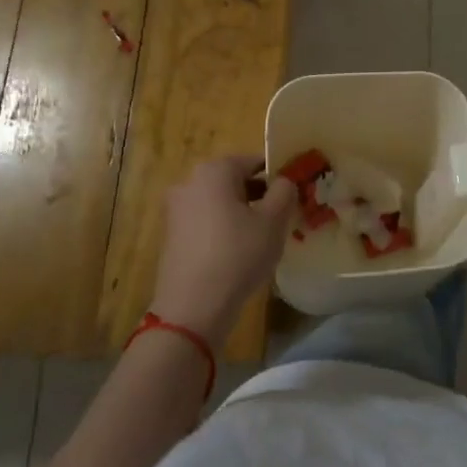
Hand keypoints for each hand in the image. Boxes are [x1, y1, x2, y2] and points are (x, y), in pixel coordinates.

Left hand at [149, 156, 296, 347]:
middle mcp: (190, 182)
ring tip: (264, 237)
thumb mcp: (273, 222)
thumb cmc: (238, 254)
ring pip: (220, 202)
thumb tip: (283, 181)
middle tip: (282, 216)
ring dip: (242, 213)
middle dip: (259, 194)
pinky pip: (206, 222)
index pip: (253, 161)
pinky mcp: (172, 235)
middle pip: (234, 181)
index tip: (294, 194)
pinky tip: (239, 252)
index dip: (277, 175)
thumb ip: (284, 192)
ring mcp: (177, 210)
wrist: (193, 305)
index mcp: (215, 171)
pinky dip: (224, 229)